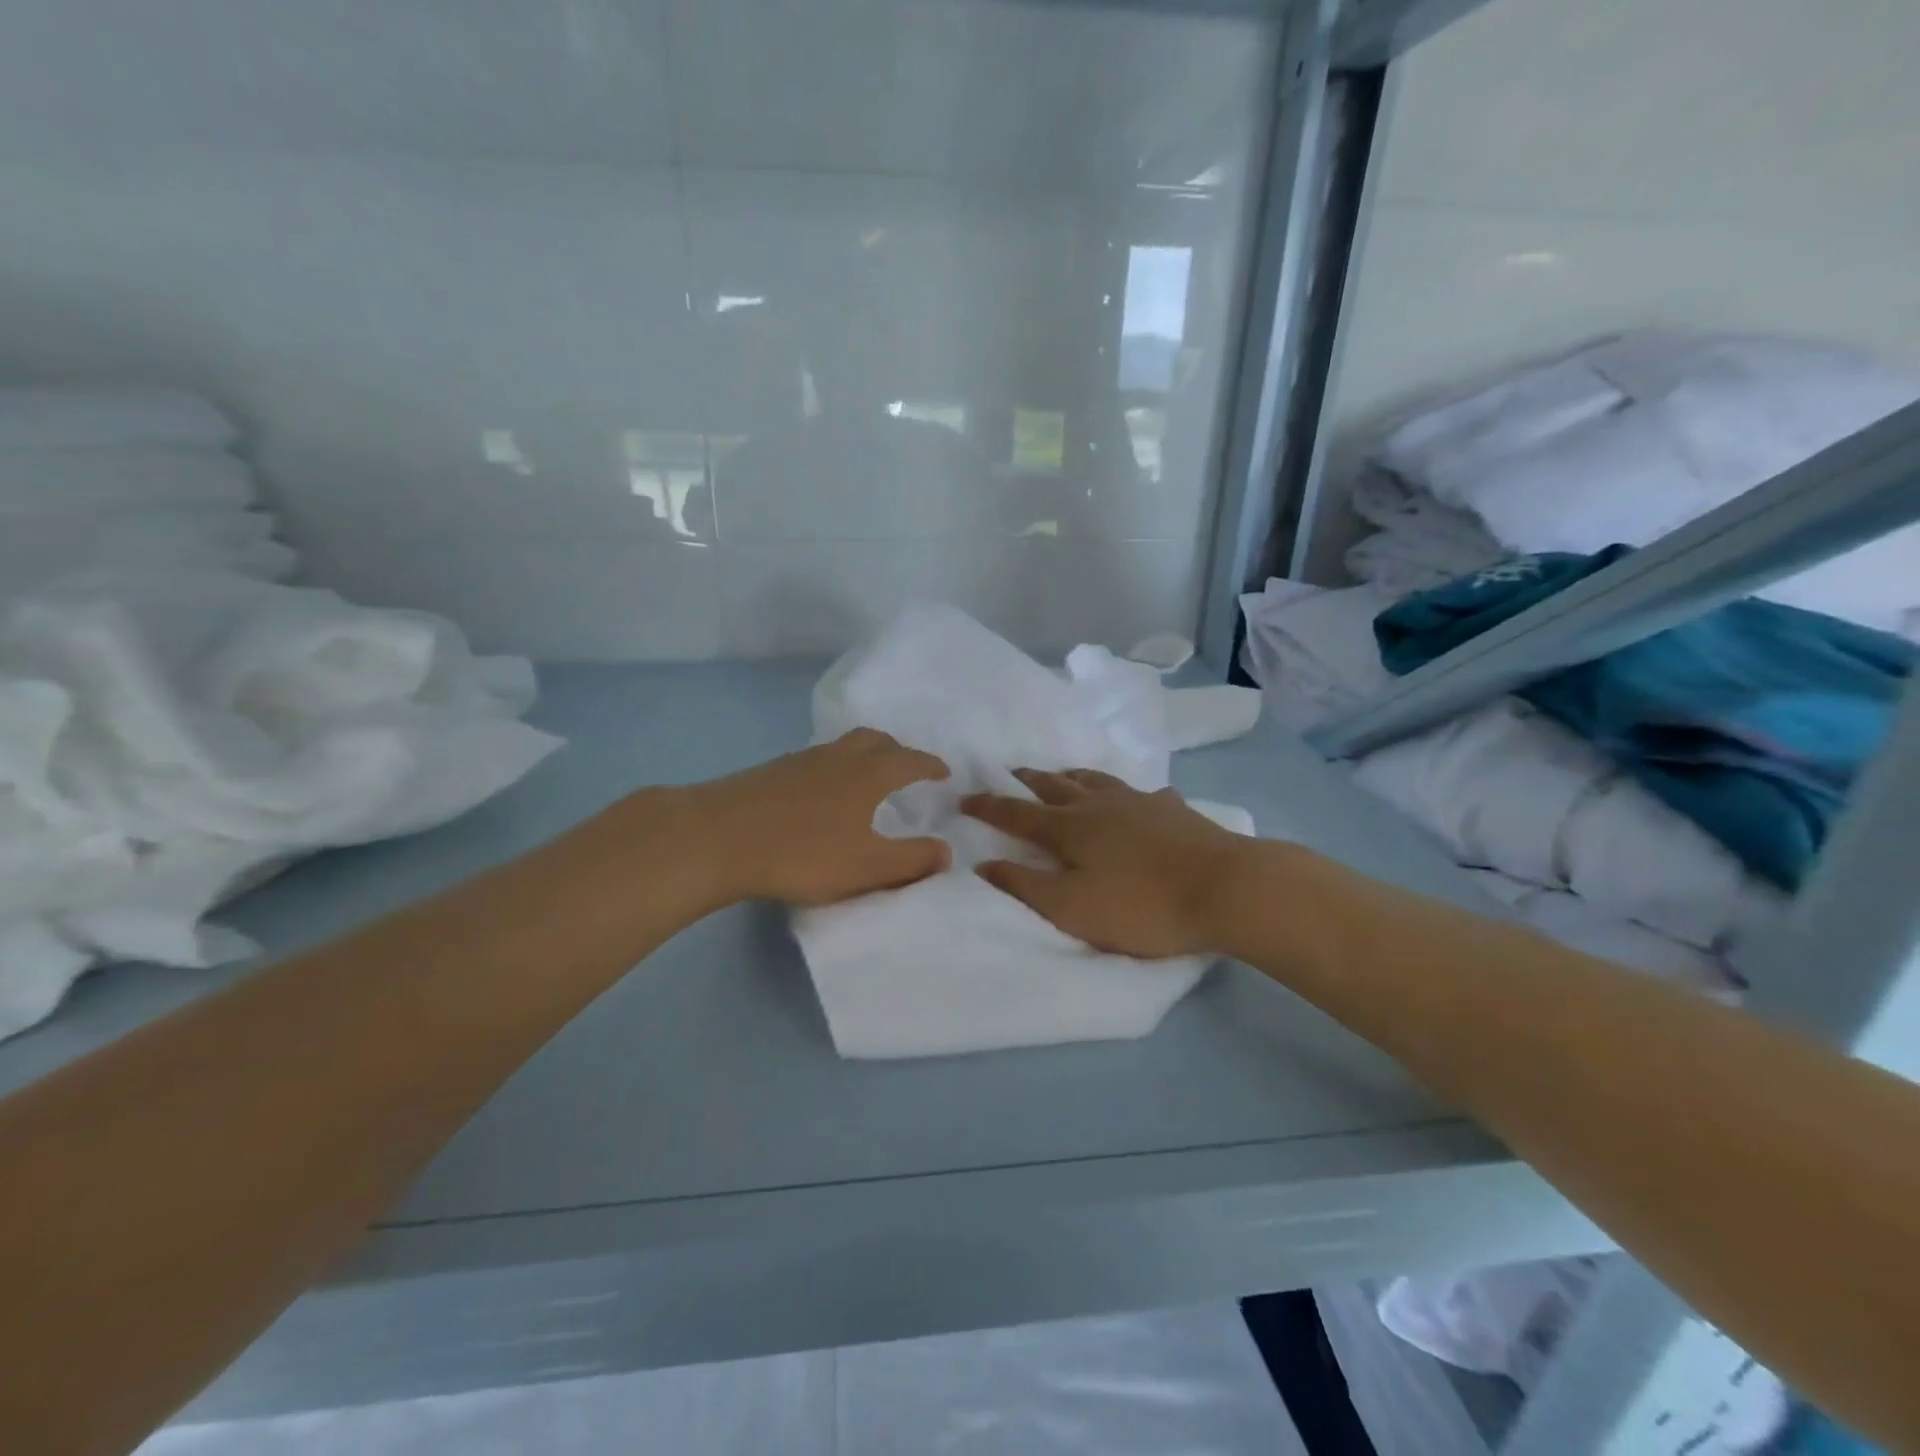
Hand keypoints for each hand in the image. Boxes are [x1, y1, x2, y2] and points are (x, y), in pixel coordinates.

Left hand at [689, 728, 951, 906]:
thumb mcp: (867, 866)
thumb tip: (947, 851)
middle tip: (907, 769)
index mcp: (868, 774)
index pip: (910, 760)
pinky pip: (817, 760)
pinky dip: (834, 768)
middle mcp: (838, 757)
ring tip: (867, 780)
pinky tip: (822, 794)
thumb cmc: (802, 853)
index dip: (930, 765)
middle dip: (898, 750)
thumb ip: (911, 860)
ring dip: (864, 755)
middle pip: (875, 740)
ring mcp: (801, 760)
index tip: (944, 772)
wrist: (718, 838)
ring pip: (843, 747)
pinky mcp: (772, 772)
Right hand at [962, 768, 1244, 957]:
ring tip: (1063, 775)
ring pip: (1097, 781)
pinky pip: (1141, 794)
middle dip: (1029, 781)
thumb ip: (1025, 886)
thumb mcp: (1072, 907)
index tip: (965, 798)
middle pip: (1056, 786)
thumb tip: (983, 863)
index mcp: (1070, 828)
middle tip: (1013, 773)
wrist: (1226, 888)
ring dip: (1072, 776)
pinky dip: (1127, 794)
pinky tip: (1138, 800)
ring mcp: (1139, 802)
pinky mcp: (1173, 809)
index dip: (989, 807)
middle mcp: (1100, 805)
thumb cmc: (1142, 905)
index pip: (1017, 814)